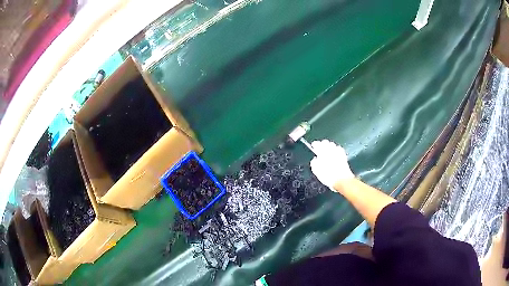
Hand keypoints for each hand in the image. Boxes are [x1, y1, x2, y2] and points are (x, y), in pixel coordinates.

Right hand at [310, 140, 353, 187]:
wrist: (342, 180)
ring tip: (327, 149)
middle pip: (326, 142)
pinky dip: (336, 149)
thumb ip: (314, 163)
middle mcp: (331, 150)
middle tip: (319, 147)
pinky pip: (339, 149)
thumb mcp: (316, 171)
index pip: (317, 144)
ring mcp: (338, 152)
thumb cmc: (329, 176)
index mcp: (322, 152)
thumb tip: (314, 160)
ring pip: (332, 144)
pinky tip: (335, 152)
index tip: (313, 145)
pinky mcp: (343, 156)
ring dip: (329, 146)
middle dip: (322, 144)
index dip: (315, 144)